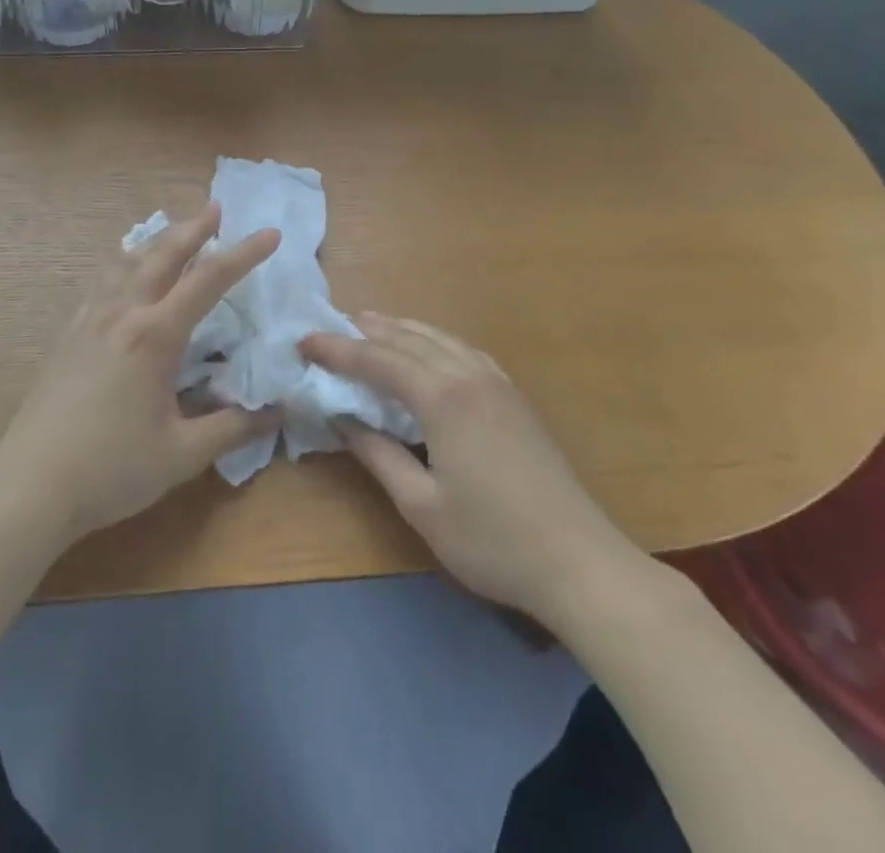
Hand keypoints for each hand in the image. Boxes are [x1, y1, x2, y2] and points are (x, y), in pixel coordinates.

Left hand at [0, 205, 280, 545]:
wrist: (29, 485)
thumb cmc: (111, 469)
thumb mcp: (182, 454)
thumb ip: (233, 428)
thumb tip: (278, 412)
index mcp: (155, 335)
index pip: (210, 280)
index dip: (244, 254)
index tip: (271, 234)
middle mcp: (123, 314)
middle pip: (163, 255)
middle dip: (193, 229)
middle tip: (215, 207)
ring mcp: (90, 321)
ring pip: (127, 263)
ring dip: (156, 241)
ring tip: (172, 231)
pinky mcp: (68, 335)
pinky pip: (102, 283)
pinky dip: (124, 265)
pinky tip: (125, 277)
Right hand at [300, 315, 642, 622]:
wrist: (579, 561)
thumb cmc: (492, 540)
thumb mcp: (422, 505)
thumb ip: (379, 455)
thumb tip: (342, 420)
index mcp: (443, 398)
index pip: (378, 360)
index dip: (338, 349)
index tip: (304, 342)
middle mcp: (469, 376)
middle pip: (409, 340)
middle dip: (368, 331)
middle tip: (334, 326)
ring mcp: (498, 383)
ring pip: (441, 339)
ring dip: (403, 330)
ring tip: (374, 324)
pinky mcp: (515, 397)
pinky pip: (466, 351)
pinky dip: (436, 342)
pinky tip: (432, 351)